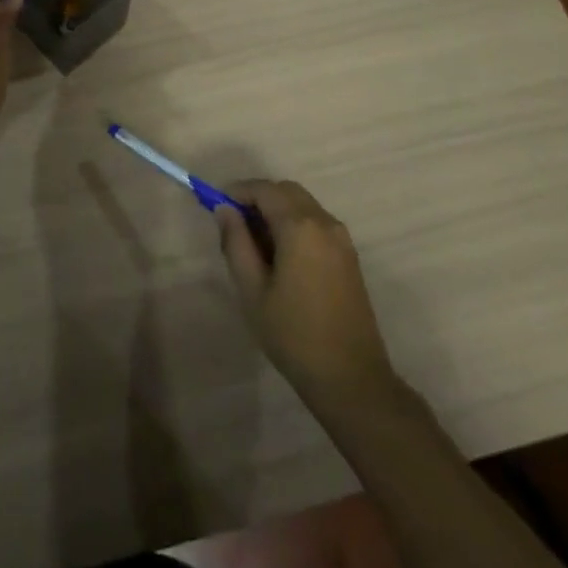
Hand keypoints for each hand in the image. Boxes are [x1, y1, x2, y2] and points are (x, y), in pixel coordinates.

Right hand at [215, 180, 397, 404]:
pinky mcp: (349, 256)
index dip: (238, 191)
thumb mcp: (252, 290)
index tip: (216, 205)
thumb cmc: (293, 334)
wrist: (350, 377)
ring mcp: (342, 239)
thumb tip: (225, 210)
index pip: (264, 190)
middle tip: (234, 222)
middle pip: (287, 191)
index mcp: (300, 227)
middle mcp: (325, 223)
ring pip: (303, 205)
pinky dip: (294, 224)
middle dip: (258, 197)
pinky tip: (280, 255)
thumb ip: (236, 243)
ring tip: (253, 242)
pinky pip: (316, 223)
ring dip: (277, 210)